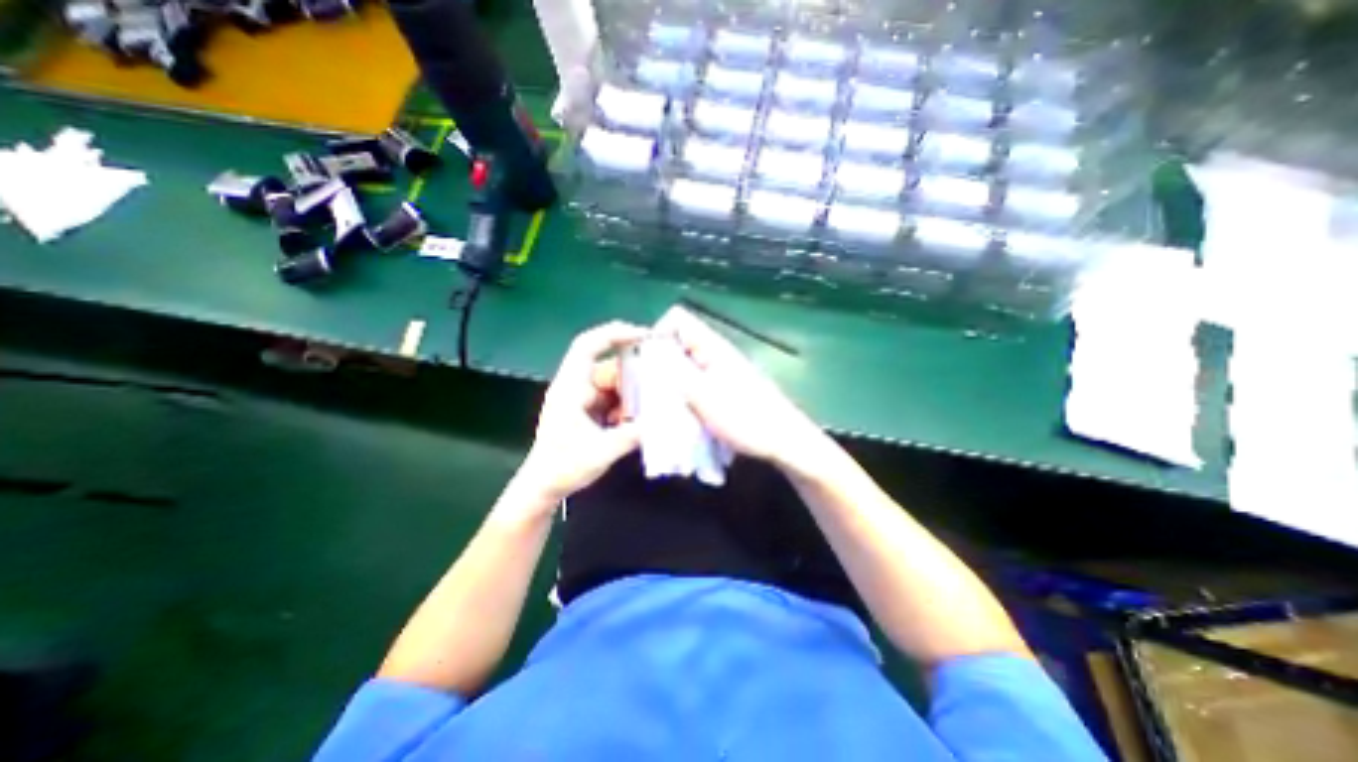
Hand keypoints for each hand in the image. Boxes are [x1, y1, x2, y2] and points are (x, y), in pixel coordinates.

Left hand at [520, 323, 648, 506]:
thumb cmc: (562, 468)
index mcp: (570, 388)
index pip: (588, 346)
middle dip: (633, 371)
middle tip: (659, 380)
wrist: (542, 488)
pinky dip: (626, 404)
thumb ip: (631, 436)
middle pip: (608, 365)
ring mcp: (582, 398)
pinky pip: (612, 397)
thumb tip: (662, 421)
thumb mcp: (600, 453)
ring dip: (631, 392)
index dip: (614, 333)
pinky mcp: (588, 410)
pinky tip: (636, 419)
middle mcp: (576, 386)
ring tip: (652, 403)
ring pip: (613, 382)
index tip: (643, 335)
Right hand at [659, 307, 828, 471]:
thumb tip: (648, 353)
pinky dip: (681, 392)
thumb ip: (675, 372)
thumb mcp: (704, 396)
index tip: (645, 363)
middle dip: (658, 362)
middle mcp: (715, 353)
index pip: (677, 320)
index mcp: (712, 346)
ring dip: (669, 381)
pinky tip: (679, 412)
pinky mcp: (723, 388)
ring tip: (660, 405)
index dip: (657, 334)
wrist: (785, 441)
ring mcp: (720, 371)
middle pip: (677, 343)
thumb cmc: (747, 418)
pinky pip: (694, 381)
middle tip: (647, 390)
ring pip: (684, 365)